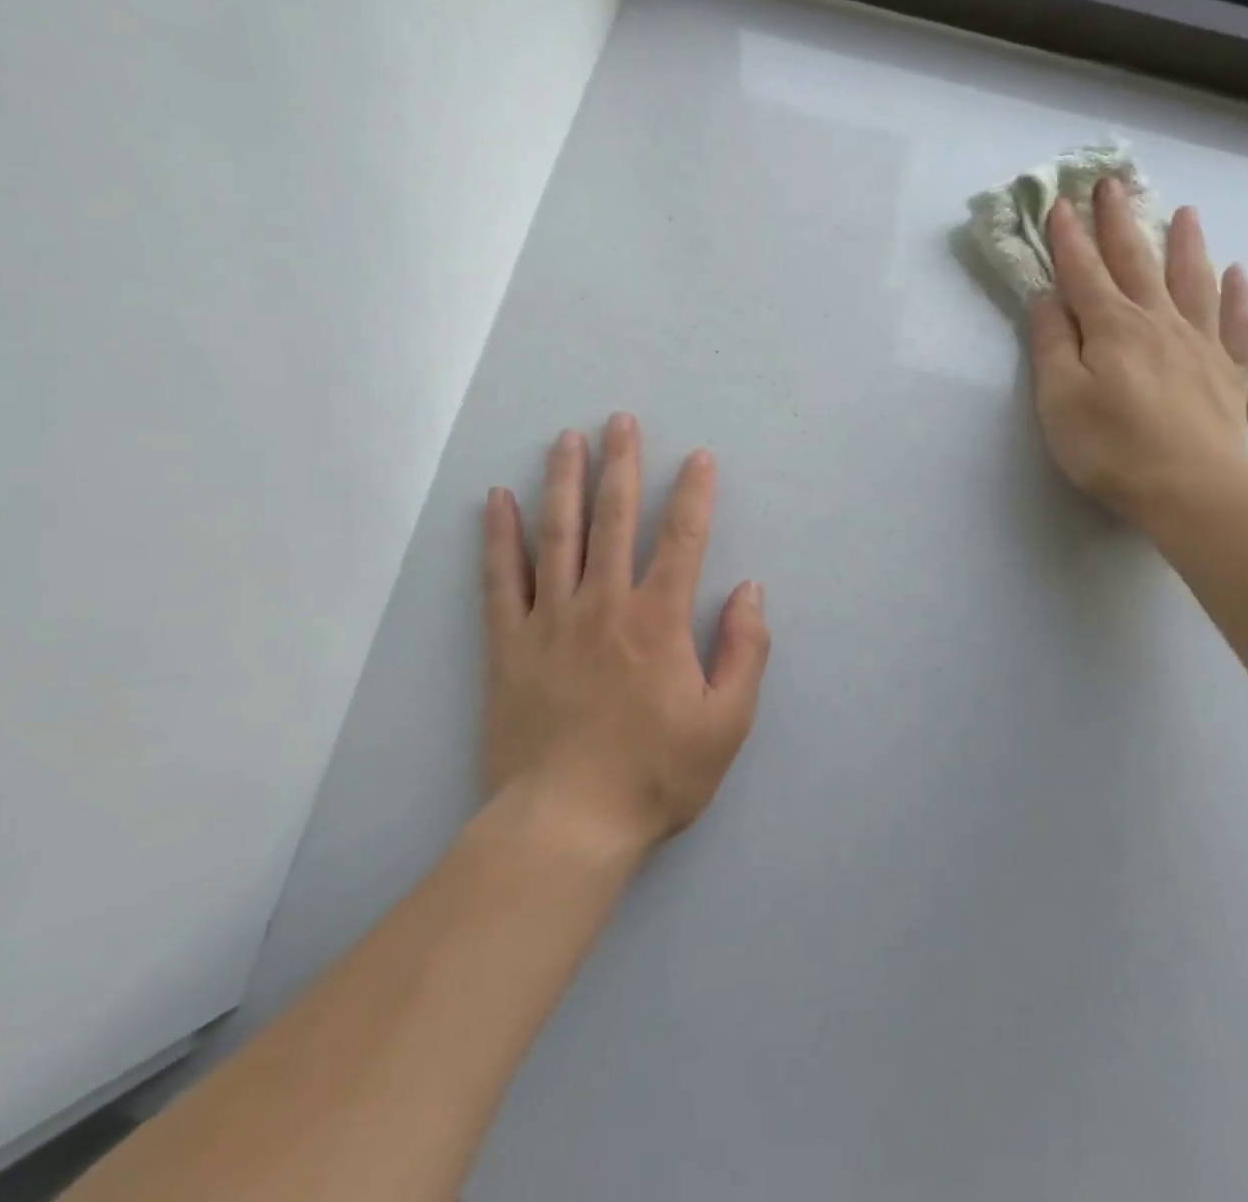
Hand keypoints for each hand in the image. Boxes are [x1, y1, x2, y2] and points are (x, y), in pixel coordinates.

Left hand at [480, 415, 770, 859]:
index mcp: (658, 622)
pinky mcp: (508, 645)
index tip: (699, 457)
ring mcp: (550, 621)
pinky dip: (499, 536)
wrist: (566, 826)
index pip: (682, 539)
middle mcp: (603, 606)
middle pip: (613, 520)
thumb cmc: (654, 776)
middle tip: (620, 420)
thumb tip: (750, 589)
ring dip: (563, 481)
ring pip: (557, 535)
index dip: (694, 494)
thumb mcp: (726, 724)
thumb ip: (745, 651)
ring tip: (566, 439)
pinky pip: (501, 579)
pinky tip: (497, 500)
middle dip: (621, 465)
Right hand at [1029, 177, 1247, 531]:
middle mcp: (1158, 322)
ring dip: (1186, 244)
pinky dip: (1238, 295)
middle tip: (1112, 184)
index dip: (1068, 238)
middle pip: (1137, 262)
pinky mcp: (1230, 372)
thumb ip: (1052, 345)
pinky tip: (1237, 276)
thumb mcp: (1059, 399)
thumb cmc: (1112, 447)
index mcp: (1112, 328)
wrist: (1192, 490)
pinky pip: (1240, 323)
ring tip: (1185, 212)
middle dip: (1119, 222)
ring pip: (1193, 280)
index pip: (1083, 272)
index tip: (1058, 204)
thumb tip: (1049, 300)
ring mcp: (1201, 344)